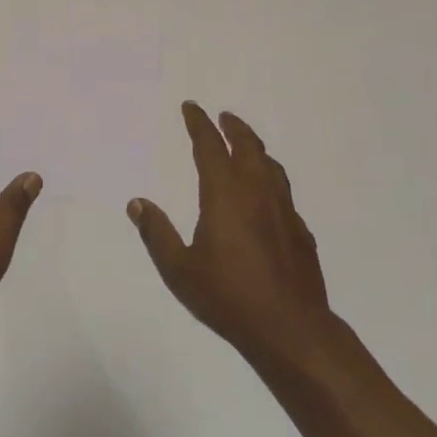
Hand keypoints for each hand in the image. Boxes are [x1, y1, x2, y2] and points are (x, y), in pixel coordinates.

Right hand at [129, 103, 334, 363]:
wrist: (291, 329)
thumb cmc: (229, 297)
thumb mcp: (179, 270)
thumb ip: (157, 234)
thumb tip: (136, 202)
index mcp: (225, 194)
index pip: (210, 146)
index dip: (199, 123)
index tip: (191, 107)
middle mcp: (256, 192)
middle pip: (247, 146)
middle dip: (233, 127)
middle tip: (223, 117)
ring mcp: (283, 210)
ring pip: (270, 165)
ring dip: (255, 148)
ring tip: (245, 146)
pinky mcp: (300, 230)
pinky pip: (283, 191)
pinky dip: (270, 178)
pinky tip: (266, 195)